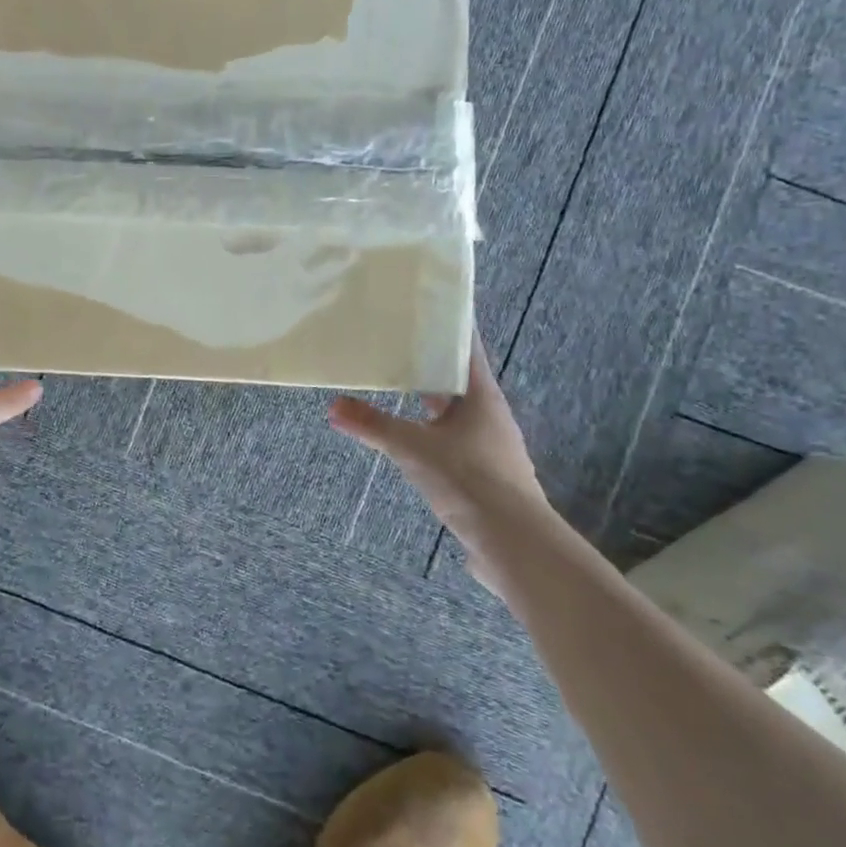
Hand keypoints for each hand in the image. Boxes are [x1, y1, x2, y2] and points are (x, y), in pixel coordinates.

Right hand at [328, 332, 549, 590]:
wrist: (513, 542)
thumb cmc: (468, 479)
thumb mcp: (413, 448)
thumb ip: (372, 425)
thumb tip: (333, 406)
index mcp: (482, 396)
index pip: (466, 347)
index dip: (449, 325)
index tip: (427, 305)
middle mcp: (490, 415)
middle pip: (458, 379)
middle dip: (430, 363)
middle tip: (396, 342)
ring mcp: (489, 445)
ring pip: (455, 411)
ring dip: (429, 398)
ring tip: (396, 385)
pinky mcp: (483, 472)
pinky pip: (452, 438)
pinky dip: (430, 430)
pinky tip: (410, 437)